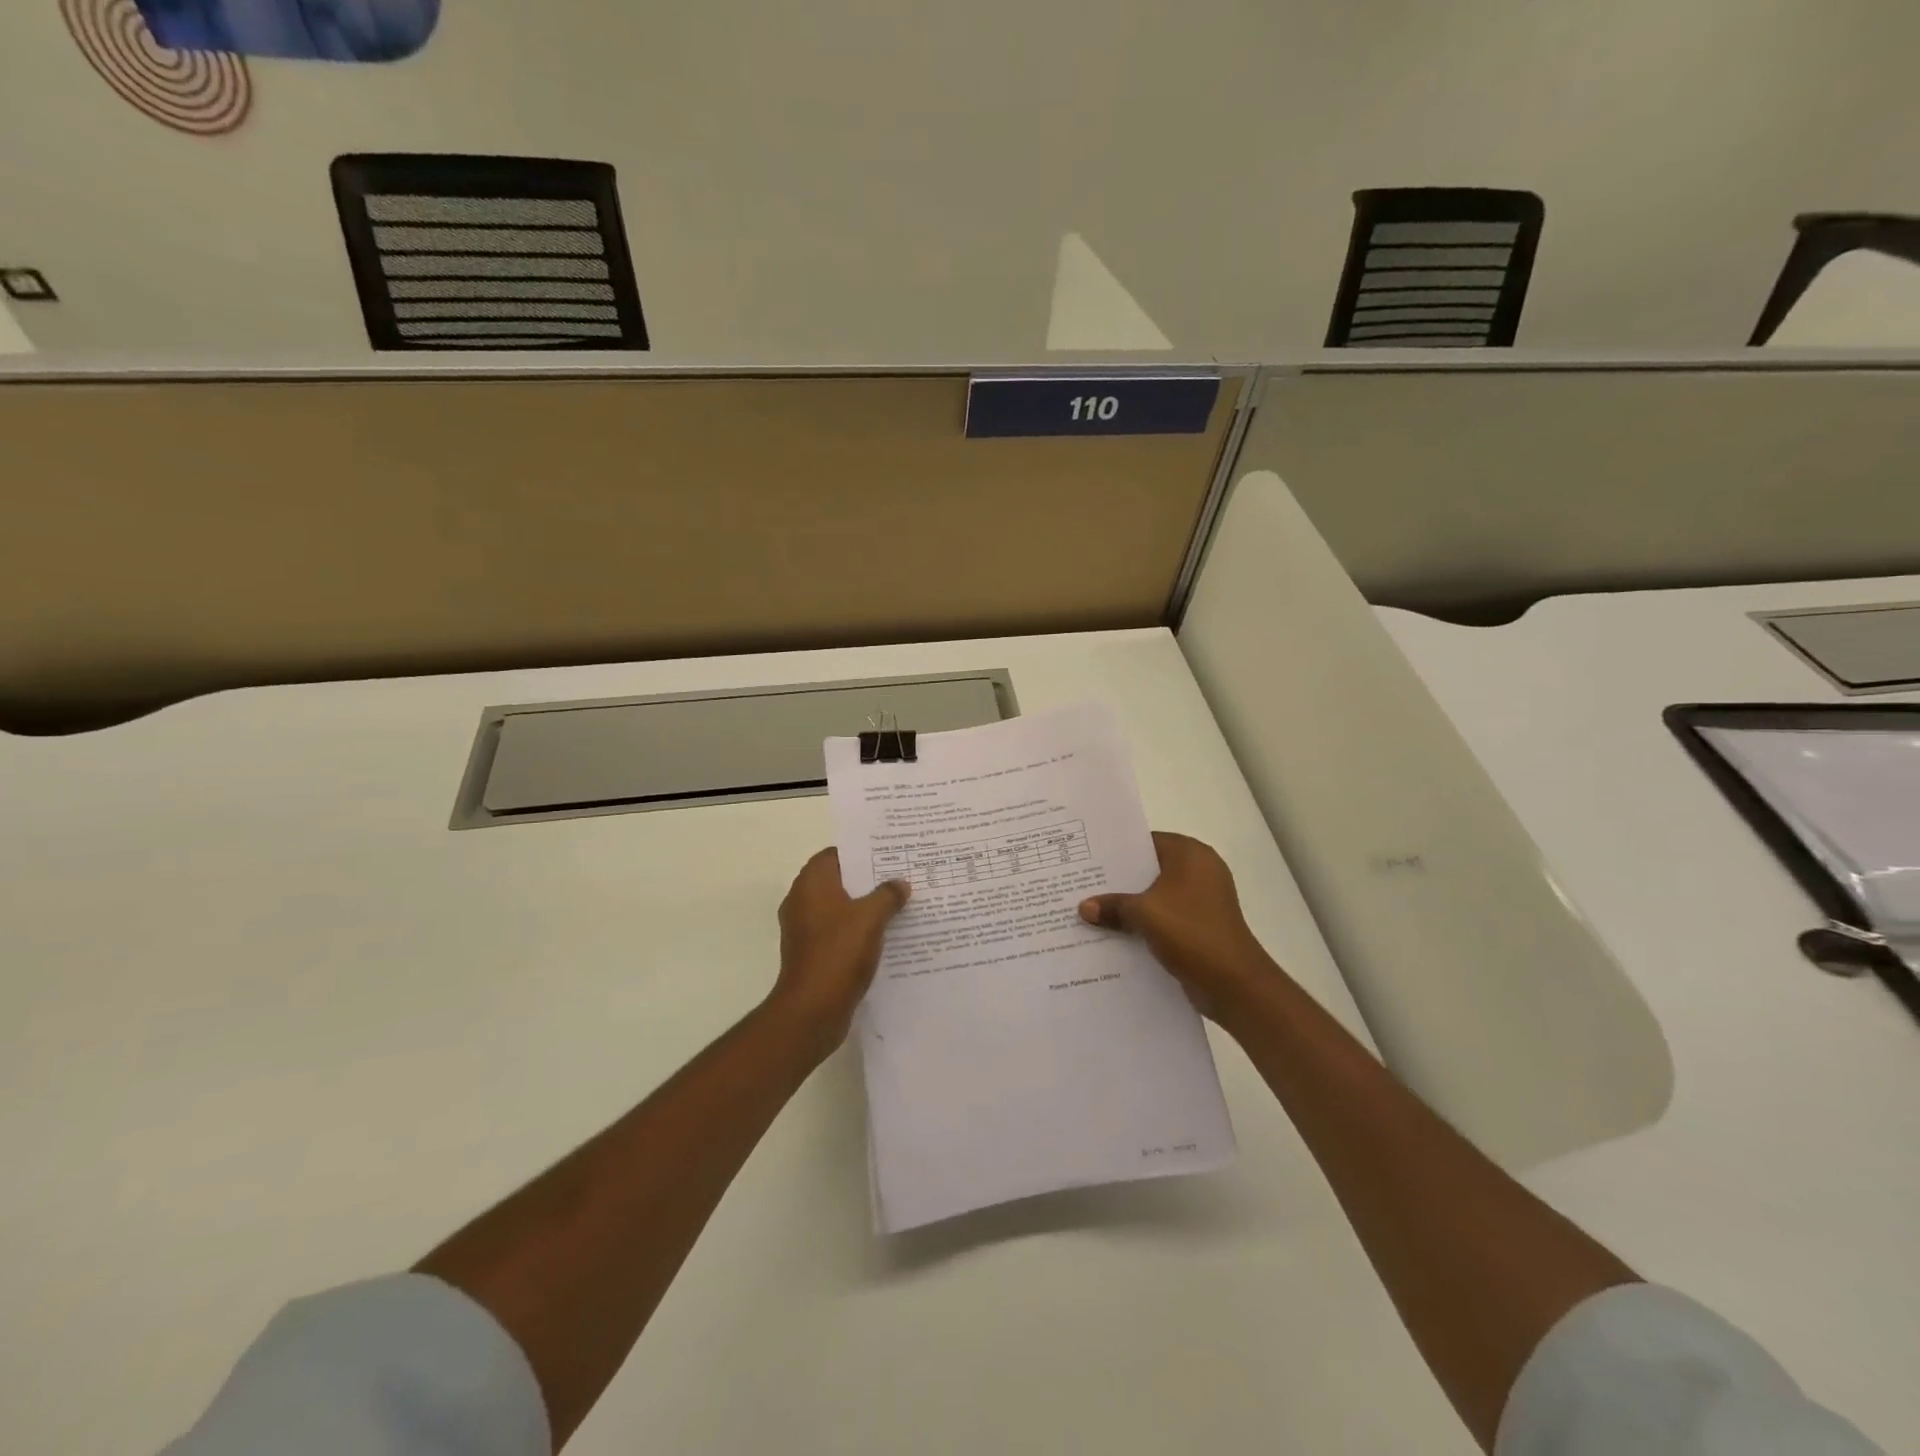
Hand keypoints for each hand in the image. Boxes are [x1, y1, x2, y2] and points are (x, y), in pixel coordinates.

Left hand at [769, 848, 910, 1052]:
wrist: (812, 1009)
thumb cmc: (839, 952)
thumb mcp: (871, 918)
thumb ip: (888, 895)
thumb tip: (900, 883)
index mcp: (811, 884)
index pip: (834, 855)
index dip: (860, 853)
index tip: (887, 854)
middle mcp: (802, 902)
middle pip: (838, 881)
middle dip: (867, 881)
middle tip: (899, 878)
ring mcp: (804, 930)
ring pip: (839, 908)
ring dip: (864, 907)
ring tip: (898, 905)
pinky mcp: (811, 954)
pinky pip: (837, 932)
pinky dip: (857, 931)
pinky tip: (884, 936)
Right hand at [1078, 832, 1275, 1019]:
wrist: (1234, 984)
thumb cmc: (1191, 933)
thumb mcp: (1144, 914)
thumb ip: (1112, 905)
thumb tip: (1084, 907)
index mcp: (1190, 854)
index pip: (1145, 841)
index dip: (1115, 850)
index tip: (1086, 859)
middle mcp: (1199, 870)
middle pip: (1149, 869)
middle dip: (1118, 880)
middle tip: (1082, 884)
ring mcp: (1201, 899)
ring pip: (1155, 895)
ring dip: (1129, 904)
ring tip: (1091, 909)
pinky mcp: (1200, 924)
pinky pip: (1163, 915)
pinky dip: (1143, 922)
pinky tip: (1114, 932)